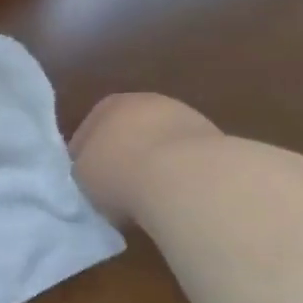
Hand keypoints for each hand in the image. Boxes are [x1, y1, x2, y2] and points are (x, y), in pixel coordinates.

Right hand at [70, 93, 221, 224]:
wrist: (188, 180)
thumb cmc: (120, 172)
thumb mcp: (81, 176)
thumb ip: (84, 170)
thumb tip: (96, 178)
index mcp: (109, 104)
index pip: (88, 132)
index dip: (83, 159)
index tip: (86, 183)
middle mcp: (150, 102)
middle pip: (129, 134)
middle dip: (124, 158)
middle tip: (117, 190)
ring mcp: (190, 120)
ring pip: (162, 147)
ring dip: (156, 168)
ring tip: (150, 199)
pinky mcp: (221, 143)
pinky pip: (189, 163)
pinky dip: (183, 178)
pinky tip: (179, 199)